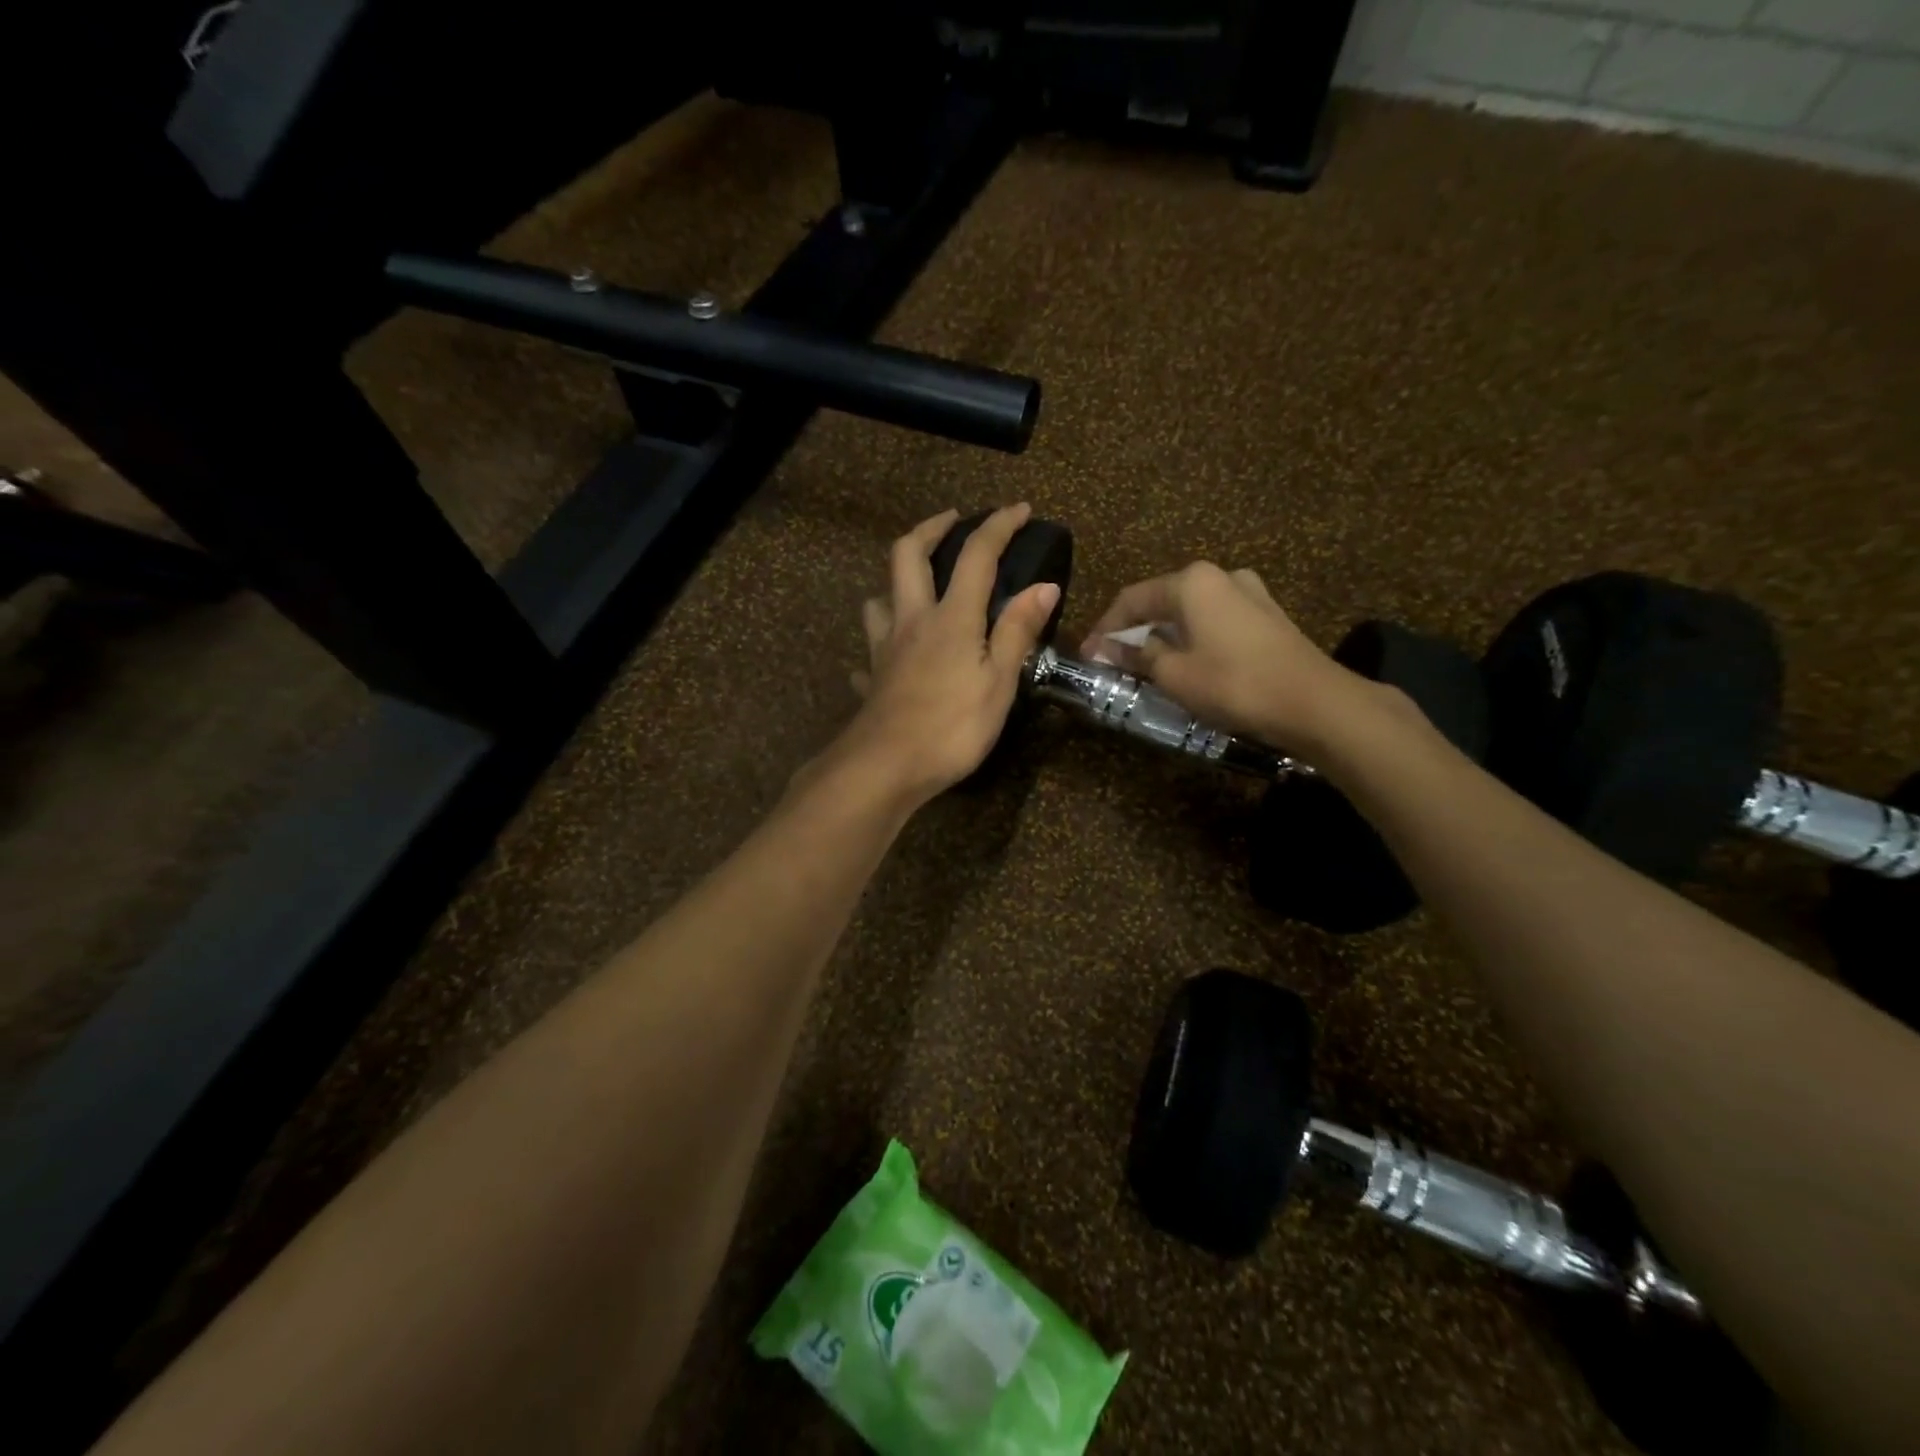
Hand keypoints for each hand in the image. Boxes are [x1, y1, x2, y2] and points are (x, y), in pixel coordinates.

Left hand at [831, 504, 1059, 806]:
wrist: (886, 767)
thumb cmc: (952, 727)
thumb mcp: (999, 682)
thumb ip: (1017, 631)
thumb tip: (1044, 585)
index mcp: (951, 617)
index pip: (976, 555)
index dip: (998, 526)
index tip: (1019, 509)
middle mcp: (912, 620)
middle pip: (908, 555)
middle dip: (931, 528)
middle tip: (952, 520)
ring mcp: (885, 648)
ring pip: (879, 598)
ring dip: (896, 582)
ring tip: (917, 587)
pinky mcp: (872, 678)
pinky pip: (871, 652)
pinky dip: (881, 646)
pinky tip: (889, 659)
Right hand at [1080, 562, 1374, 754]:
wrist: (1315, 703)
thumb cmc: (1234, 684)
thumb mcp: (1174, 674)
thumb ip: (1140, 656)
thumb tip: (1113, 649)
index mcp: (1192, 582)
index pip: (1131, 599)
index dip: (1104, 629)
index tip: (1088, 656)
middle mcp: (1220, 576)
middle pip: (1162, 601)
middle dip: (1133, 631)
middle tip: (1113, 661)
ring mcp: (1250, 593)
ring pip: (1190, 612)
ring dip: (1164, 636)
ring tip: (1147, 666)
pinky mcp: (1268, 616)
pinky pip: (1215, 622)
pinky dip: (1192, 639)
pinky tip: (1187, 663)